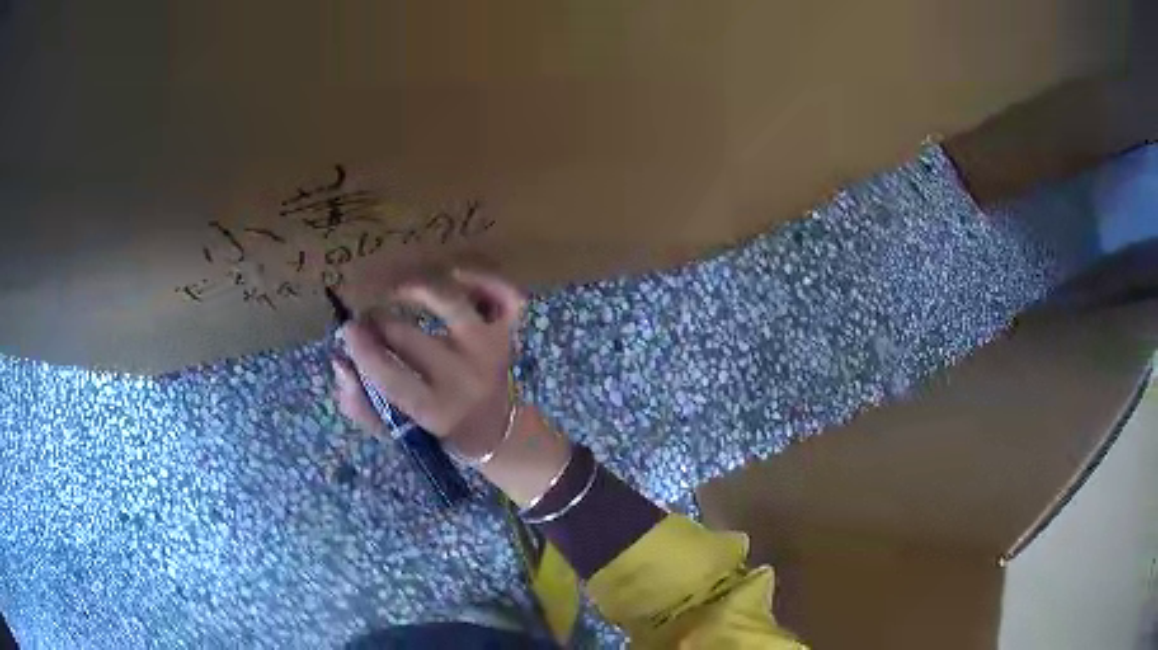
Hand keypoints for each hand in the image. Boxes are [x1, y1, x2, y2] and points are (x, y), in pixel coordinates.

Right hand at [332, 267, 525, 458]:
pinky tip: (456, 276)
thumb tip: (340, 362)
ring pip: (453, 305)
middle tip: (366, 319)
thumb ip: (361, 404)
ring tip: (398, 293)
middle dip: (379, 322)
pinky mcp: (508, 334)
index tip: (347, 330)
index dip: (362, 350)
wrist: (495, 431)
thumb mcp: (395, 430)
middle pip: (410, 338)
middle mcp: (464, 378)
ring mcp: (489, 352)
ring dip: (418, 291)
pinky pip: (504, 297)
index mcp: (435, 410)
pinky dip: (483, 279)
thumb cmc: (437, 429)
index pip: (390, 375)